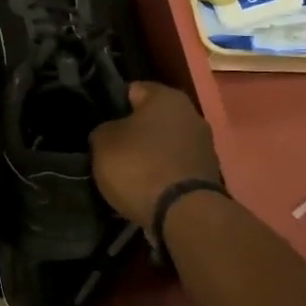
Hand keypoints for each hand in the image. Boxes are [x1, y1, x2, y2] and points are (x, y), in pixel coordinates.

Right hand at [89, 82, 222, 228]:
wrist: (184, 215)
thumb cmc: (139, 166)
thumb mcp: (102, 142)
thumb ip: (104, 130)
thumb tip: (111, 133)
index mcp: (166, 97)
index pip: (132, 90)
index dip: (112, 105)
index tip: (98, 122)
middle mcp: (191, 114)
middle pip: (151, 119)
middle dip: (132, 132)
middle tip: (110, 149)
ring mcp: (204, 146)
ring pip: (164, 144)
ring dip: (148, 155)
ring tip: (125, 173)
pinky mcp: (207, 175)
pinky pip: (174, 168)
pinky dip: (161, 175)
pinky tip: (144, 189)